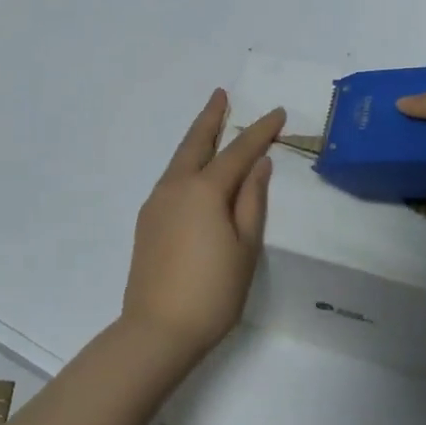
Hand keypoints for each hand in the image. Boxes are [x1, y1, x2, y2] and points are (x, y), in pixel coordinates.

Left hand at [122, 90, 284, 368]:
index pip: (238, 151)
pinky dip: (187, 163)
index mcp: (204, 190)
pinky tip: (195, 170)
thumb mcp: (245, 246)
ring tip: (210, 123)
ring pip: (180, 159)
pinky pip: (171, 178)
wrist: (157, 330)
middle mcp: (176, 187)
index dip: (260, 131)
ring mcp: (156, 202)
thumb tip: (259, 164)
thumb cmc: (212, 291)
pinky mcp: (147, 220)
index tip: (278, 113)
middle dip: (211, 116)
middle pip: (196, 142)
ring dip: (196, 138)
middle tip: (221, 94)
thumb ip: (252, 200)